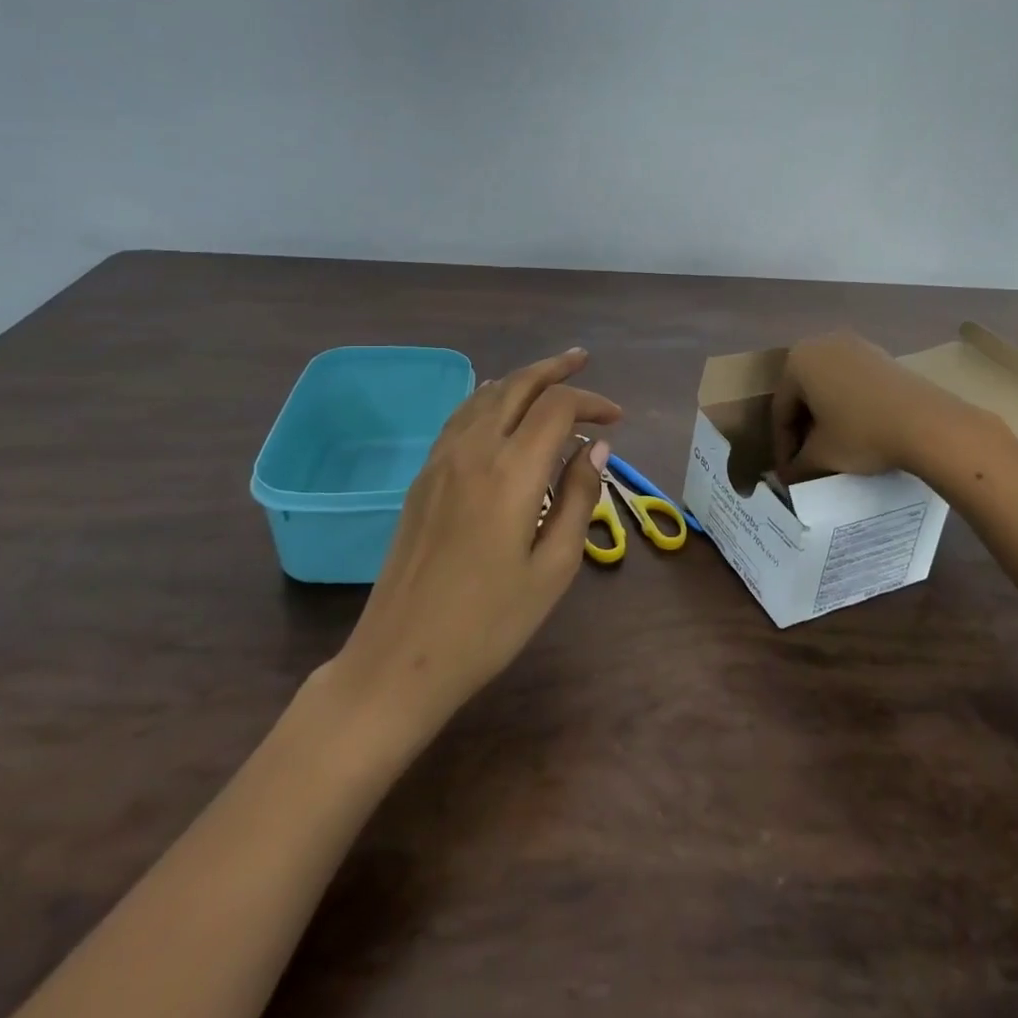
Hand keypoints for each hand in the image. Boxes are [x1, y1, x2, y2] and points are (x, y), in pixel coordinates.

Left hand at [329, 348, 620, 739]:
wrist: (401, 658)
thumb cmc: (490, 623)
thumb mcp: (554, 567)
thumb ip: (578, 497)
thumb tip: (595, 448)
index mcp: (511, 471)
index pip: (557, 407)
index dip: (591, 403)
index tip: (616, 420)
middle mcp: (473, 450)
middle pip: (517, 385)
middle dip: (554, 369)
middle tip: (583, 360)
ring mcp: (441, 460)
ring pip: (485, 396)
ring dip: (521, 379)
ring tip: (549, 375)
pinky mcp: (423, 477)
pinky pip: (460, 417)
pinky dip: (489, 398)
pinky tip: (499, 405)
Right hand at [771, 330, 953, 481]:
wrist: (928, 424)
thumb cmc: (862, 433)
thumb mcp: (822, 455)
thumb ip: (797, 465)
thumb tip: (788, 477)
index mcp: (798, 360)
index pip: (780, 409)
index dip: (782, 446)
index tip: (788, 474)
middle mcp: (823, 343)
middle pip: (803, 393)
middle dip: (802, 428)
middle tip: (805, 460)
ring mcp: (856, 346)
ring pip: (829, 387)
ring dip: (825, 417)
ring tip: (831, 448)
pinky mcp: (883, 356)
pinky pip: (853, 382)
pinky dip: (848, 406)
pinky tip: (857, 431)